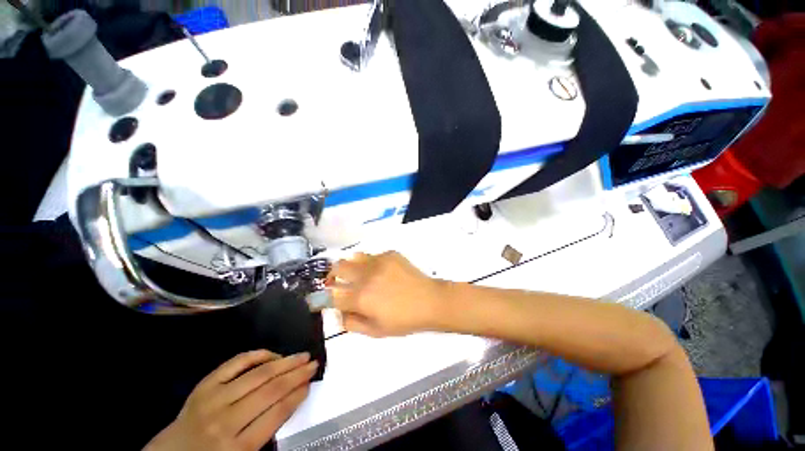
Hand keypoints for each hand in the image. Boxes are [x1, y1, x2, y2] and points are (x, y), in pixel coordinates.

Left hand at [145, 350, 317, 450]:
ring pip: (257, 374)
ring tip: (301, 356)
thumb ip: (267, 431)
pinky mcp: (204, 385)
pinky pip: (235, 363)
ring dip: (284, 362)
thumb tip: (293, 398)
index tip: (311, 383)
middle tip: (313, 363)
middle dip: (296, 374)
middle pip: (270, 391)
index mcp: (237, 448)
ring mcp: (213, 399)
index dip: (297, 395)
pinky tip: (272, 354)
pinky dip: (256, 355)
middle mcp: (225, 421)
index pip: (276, 414)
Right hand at [329, 251, 447, 336]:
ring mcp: (378, 262)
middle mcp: (366, 276)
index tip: (326, 298)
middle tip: (338, 282)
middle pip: (337, 268)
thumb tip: (339, 312)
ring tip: (358, 274)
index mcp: (361, 298)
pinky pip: (372, 256)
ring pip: (353, 258)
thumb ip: (352, 323)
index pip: (332, 295)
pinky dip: (370, 263)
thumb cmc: (404, 320)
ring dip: (350, 267)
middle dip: (333, 276)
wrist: (430, 301)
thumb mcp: (376, 331)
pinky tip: (380, 272)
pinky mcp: (390, 254)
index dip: (325, 298)